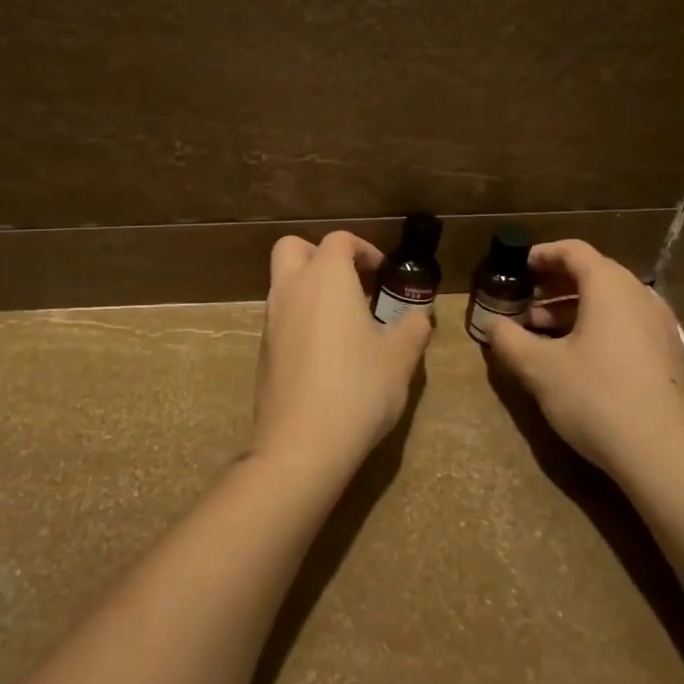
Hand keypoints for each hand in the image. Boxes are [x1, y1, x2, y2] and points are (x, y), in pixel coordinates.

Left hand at [252, 230, 431, 487]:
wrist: (302, 443)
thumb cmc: (358, 388)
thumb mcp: (400, 358)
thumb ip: (413, 328)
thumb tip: (420, 316)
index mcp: (326, 278)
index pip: (338, 240)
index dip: (363, 249)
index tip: (383, 273)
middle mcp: (291, 289)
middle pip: (293, 248)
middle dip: (320, 254)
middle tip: (350, 281)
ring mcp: (270, 320)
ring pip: (283, 283)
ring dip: (309, 287)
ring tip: (344, 320)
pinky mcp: (263, 351)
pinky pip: (280, 317)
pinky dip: (300, 318)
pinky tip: (325, 352)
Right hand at [485, 239, 683, 487]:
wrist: (665, 455)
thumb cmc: (596, 397)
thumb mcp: (539, 368)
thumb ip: (509, 340)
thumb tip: (492, 325)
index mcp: (610, 287)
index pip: (574, 251)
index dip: (542, 254)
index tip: (517, 267)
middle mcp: (639, 296)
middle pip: (594, 273)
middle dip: (554, 284)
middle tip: (524, 302)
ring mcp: (659, 326)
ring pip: (610, 301)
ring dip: (573, 308)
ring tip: (541, 332)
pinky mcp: (667, 355)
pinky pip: (625, 323)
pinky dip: (596, 326)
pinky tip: (575, 357)